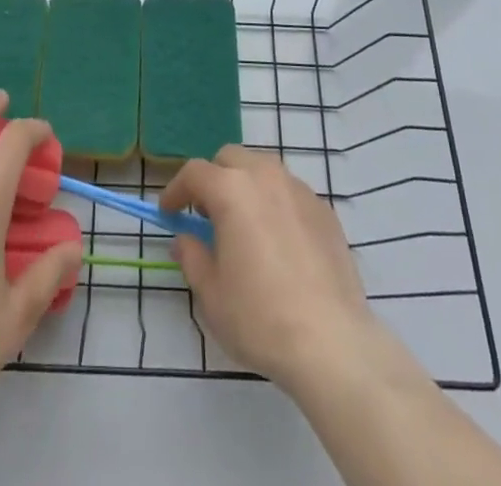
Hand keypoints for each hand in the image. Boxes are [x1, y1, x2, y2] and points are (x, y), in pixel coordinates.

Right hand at [162, 145, 381, 393]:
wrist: (331, 342)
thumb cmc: (260, 317)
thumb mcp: (211, 293)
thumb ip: (192, 256)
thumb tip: (185, 239)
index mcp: (231, 190)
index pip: (194, 172)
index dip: (176, 190)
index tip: (168, 213)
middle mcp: (265, 176)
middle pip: (231, 158)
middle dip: (213, 179)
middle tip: (207, 215)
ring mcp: (299, 190)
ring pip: (263, 169)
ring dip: (246, 186)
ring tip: (245, 226)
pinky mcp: (325, 211)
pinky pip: (290, 193)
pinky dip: (276, 204)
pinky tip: (279, 242)